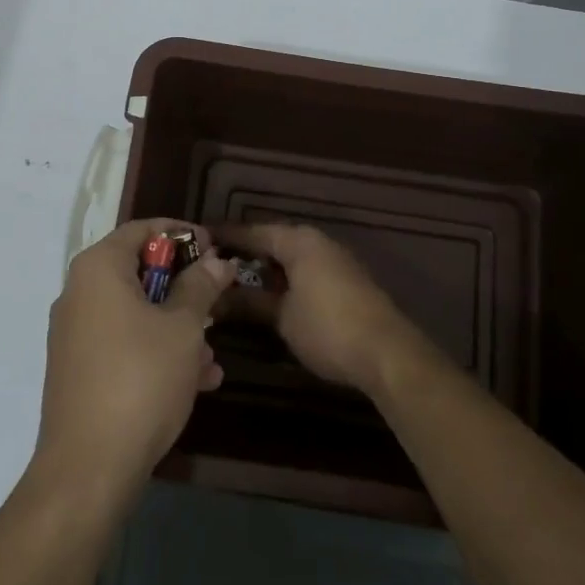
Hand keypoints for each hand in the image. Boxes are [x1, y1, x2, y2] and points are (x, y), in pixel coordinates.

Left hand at [31, 219, 232, 508]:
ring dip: (177, 326)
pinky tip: (197, 381)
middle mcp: (79, 293)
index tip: (214, 248)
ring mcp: (75, 334)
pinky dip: (157, 352)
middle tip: (218, 301)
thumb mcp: (182, 328)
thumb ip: (201, 287)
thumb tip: (217, 260)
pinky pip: (124, 344)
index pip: (141, 229)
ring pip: (135, 313)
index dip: (181, 234)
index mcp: (98, 269)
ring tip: (212, 355)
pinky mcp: (79, 370)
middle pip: (139, 271)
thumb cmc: (140, 379)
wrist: (88, 469)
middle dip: (184, 287)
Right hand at [213, 222, 424, 396]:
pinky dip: (282, 279)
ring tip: (232, 282)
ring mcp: (333, 261)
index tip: (197, 239)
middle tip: (210, 265)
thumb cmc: (328, 328)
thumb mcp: (282, 317)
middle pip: (272, 241)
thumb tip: (217, 298)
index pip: (252, 231)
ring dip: (263, 269)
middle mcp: (316, 242)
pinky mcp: (344, 282)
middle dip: (243, 253)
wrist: (387, 353)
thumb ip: (249, 302)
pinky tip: (266, 295)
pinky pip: (303, 270)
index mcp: (298, 240)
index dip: (224, 236)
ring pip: (288, 257)